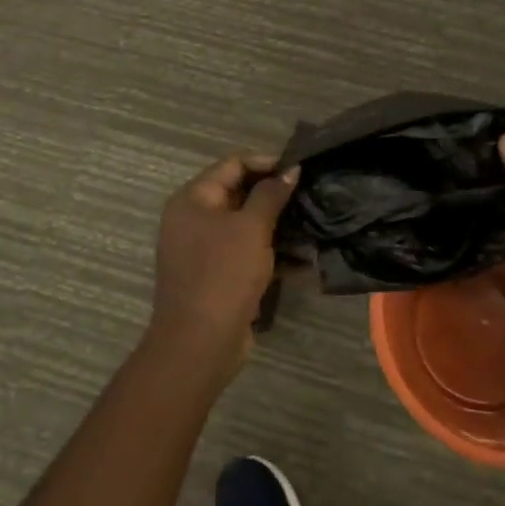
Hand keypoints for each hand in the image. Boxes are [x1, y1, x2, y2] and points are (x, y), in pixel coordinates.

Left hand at [148, 154, 298, 377]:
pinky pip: (246, 253)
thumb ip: (271, 194)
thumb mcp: (251, 227)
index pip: (232, 164)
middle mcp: (193, 219)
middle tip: (309, 195)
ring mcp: (203, 250)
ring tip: (311, 224)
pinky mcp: (217, 275)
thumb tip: (290, 170)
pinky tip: (302, 261)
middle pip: (238, 193)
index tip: (298, 169)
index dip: (266, 162)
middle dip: (274, 195)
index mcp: (193, 199)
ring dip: (277, 226)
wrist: (200, 343)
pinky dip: (270, 254)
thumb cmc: (224, 274)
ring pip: (245, 226)